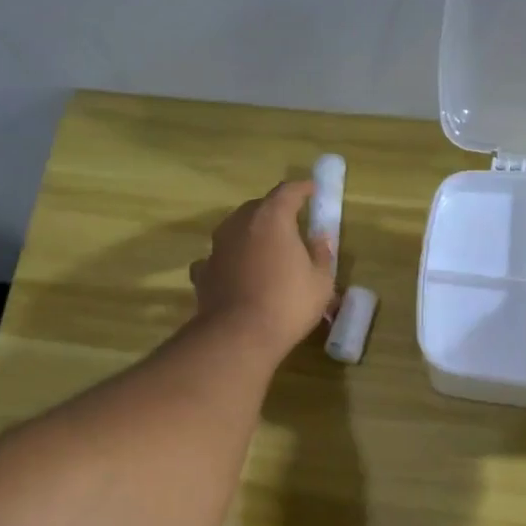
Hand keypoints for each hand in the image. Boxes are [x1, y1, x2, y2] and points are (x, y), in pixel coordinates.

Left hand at [189, 181, 337, 358]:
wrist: (239, 335)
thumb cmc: (288, 304)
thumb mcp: (321, 282)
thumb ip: (321, 254)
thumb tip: (320, 238)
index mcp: (272, 218)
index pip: (288, 192)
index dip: (302, 189)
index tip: (312, 191)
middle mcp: (240, 224)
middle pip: (258, 207)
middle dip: (274, 212)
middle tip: (290, 225)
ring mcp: (217, 247)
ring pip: (235, 230)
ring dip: (249, 235)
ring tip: (263, 249)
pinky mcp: (203, 272)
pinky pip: (218, 258)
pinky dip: (228, 261)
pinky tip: (234, 273)